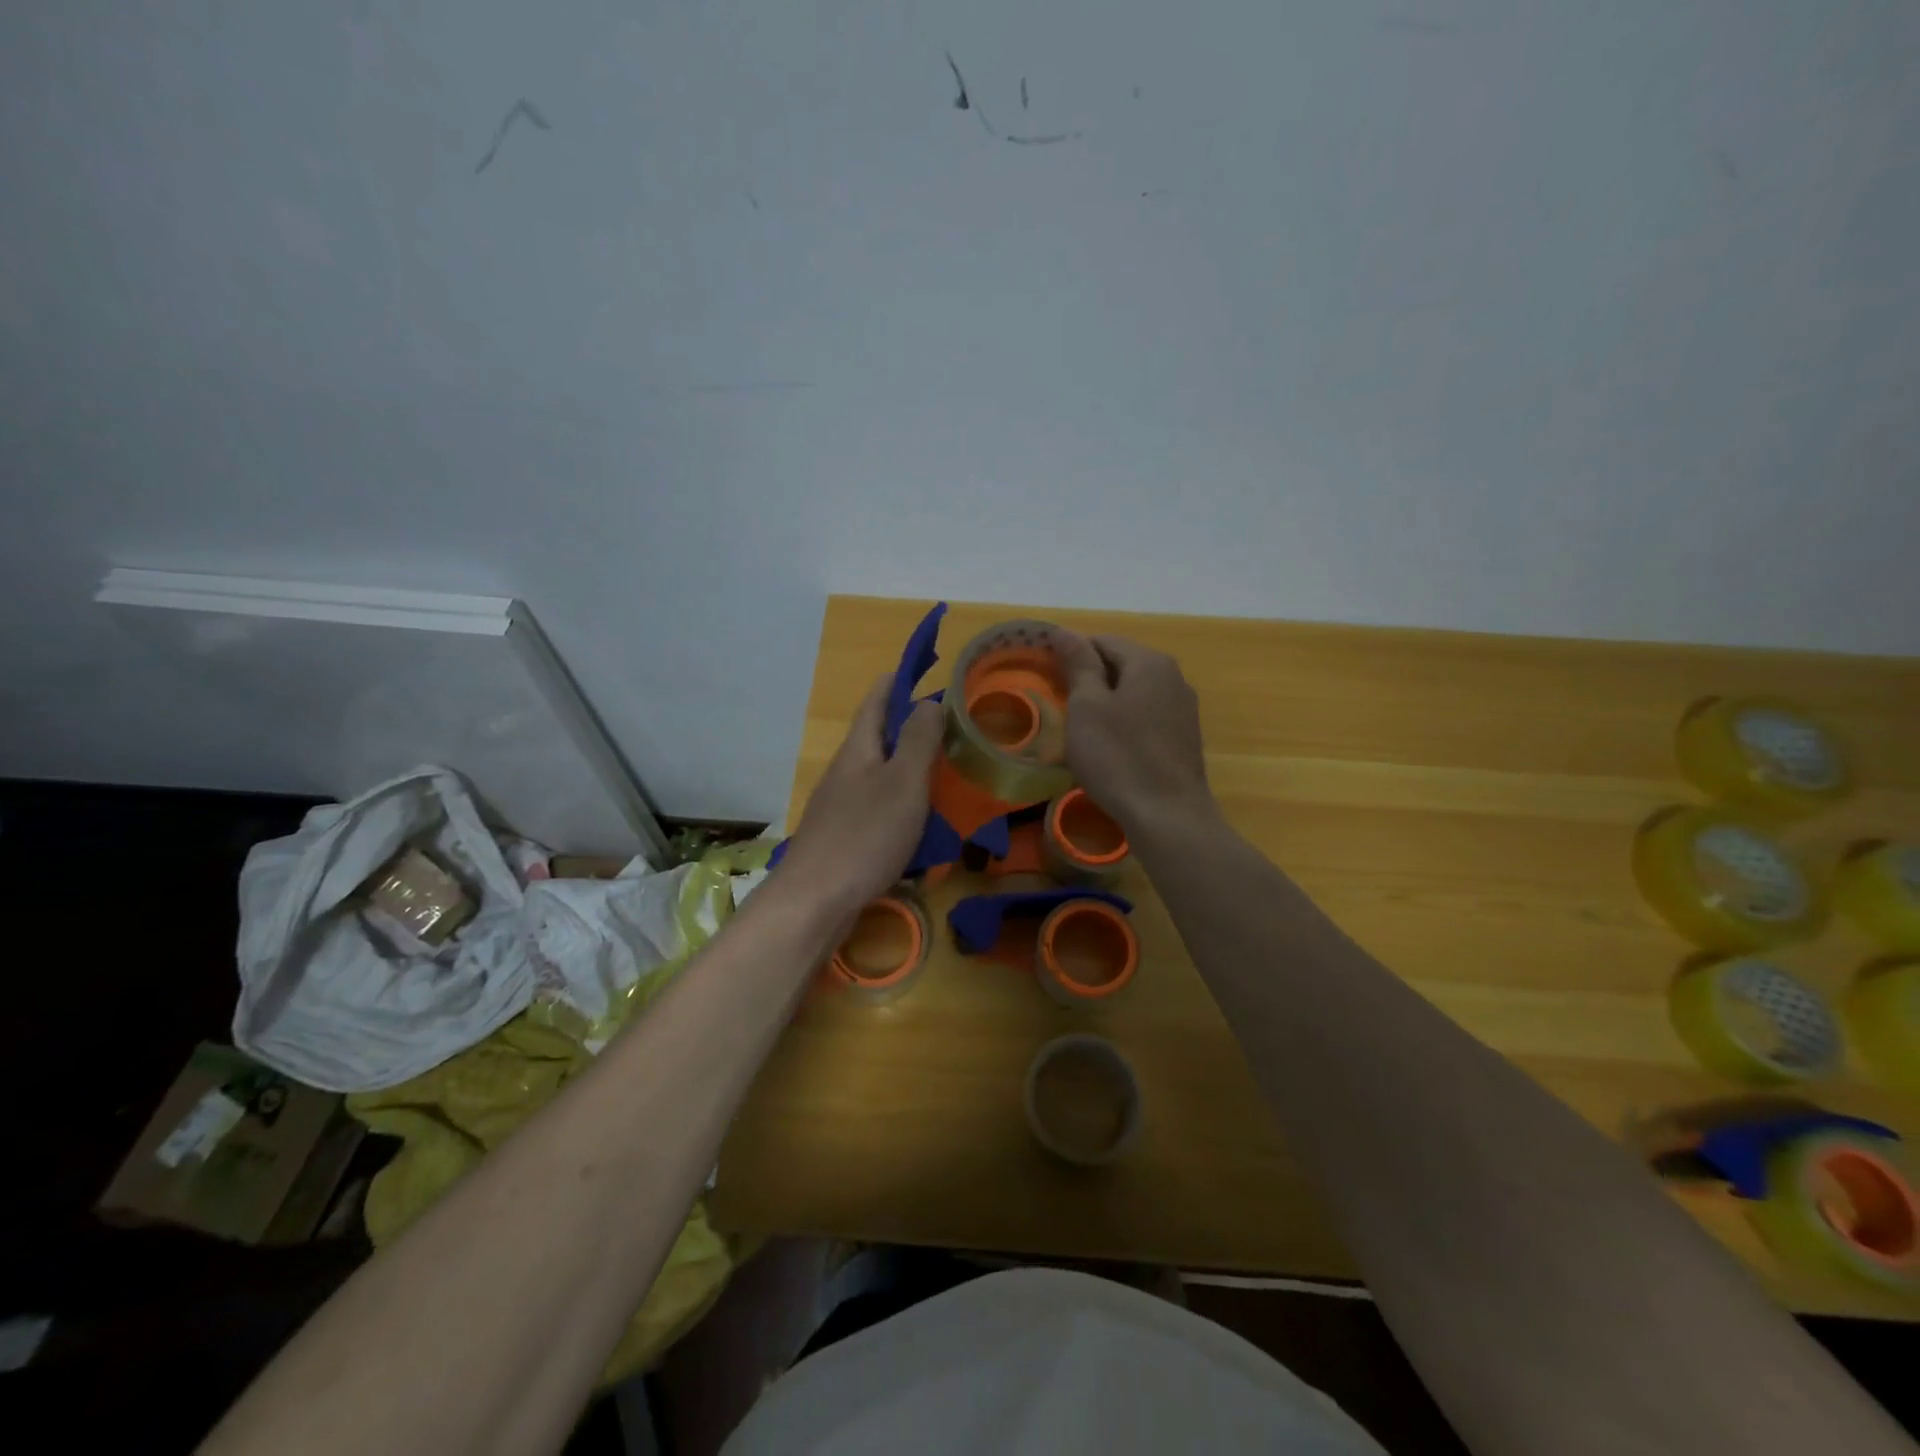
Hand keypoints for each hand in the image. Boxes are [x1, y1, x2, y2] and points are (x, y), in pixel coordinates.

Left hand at [778, 675, 943, 916]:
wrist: (815, 901)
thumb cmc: (865, 835)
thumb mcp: (903, 782)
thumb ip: (919, 741)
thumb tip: (929, 701)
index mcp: (859, 748)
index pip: (877, 698)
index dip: (900, 679)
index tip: (928, 668)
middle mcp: (846, 770)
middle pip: (879, 736)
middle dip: (913, 727)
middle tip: (953, 729)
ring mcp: (841, 804)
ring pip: (882, 774)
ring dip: (911, 769)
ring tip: (946, 775)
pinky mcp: (844, 835)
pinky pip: (879, 808)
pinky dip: (904, 806)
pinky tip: (924, 824)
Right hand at [1057, 633, 1211, 834]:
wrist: (1167, 815)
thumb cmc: (1118, 757)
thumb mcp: (1087, 707)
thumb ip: (1078, 665)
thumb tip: (1064, 631)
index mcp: (1150, 662)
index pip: (1102, 641)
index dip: (1071, 654)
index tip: (1047, 677)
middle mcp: (1173, 678)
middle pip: (1122, 665)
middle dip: (1090, 679)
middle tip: (1060, 705)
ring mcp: (1183, 710)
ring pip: (1135, 693)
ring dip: (1107, 703)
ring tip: (1081, 729)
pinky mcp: (1184, 739)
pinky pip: (1147, 718)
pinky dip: (1125, 724)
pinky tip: (1110, 748)